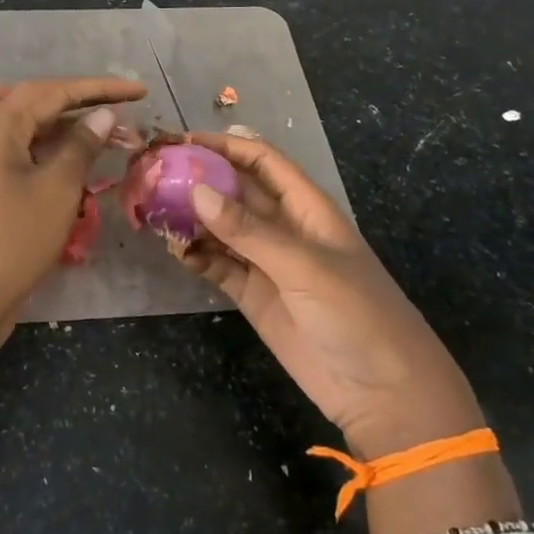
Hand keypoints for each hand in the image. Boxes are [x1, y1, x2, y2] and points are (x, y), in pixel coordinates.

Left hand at [0, 76, 145, 428]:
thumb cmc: (14, 239)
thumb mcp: (57, 189)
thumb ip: (82, 145)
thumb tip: (104, 115)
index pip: (54, 91)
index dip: (100, 89)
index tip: (139, 90)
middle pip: (43, 105)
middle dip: (88, 104)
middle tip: (131, 106)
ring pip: (37, 131)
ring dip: (75, 130)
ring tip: (118, 134)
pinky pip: (29, 154)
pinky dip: (58, 153)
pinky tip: (86, 159)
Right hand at [179, 132, 519, 533]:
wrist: (383, 393)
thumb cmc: (357, 314)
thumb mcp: (304, 266)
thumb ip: (249, 230)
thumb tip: (196, 190)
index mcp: (306, 207)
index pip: (261, 161)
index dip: (224, 145)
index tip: (180, 140)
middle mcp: (282, 227)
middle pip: (234, 190)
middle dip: (197, 178)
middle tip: (151, 173)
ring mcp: (265, 262)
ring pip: (219, 227)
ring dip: (190, 217)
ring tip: (150, 210)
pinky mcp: (252, 294)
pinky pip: (217, 264)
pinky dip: (195, 255)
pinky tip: (175, 251)